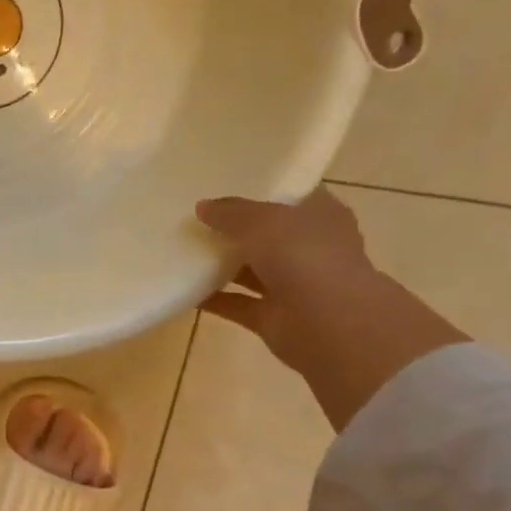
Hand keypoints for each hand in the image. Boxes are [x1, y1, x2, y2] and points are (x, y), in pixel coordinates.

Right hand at [196, 189, 375, 375]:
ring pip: (251, 270)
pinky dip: (213, 298)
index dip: (262, 191)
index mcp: (320, 217)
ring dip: (221, 264)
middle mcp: (309, 249)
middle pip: (268, 234)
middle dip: (235, 229)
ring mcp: (292, 285)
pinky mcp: (273, 316)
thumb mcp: (262, 221)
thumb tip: (202, 207)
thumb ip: (230, 212)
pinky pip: (236, 303)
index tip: (227, 187)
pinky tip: (184, 288)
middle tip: (196, 220)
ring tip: (182, 252)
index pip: (292, 197)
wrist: (328, 323)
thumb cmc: (304, 257)